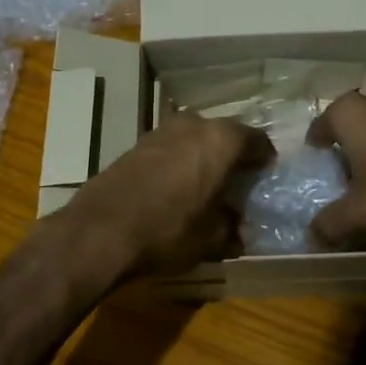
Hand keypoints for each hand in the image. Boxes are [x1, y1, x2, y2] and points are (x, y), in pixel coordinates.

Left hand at [58, 113, 273, 282]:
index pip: (256, 141)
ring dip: (203, 157)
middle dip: (233, 156)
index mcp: (221, 140)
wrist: (100, 231)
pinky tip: (176, 188)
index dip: (264, 160)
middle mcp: (194, 125)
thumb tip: (239, 231)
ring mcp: (161, 130)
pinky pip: (171, 148)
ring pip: (195, 138)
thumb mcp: (211, 239)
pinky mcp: (136, 144)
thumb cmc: (168, 231)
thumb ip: (232, 229)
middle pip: (224, 135)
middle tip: (238, 183)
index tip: (265, 178)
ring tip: (206, 186)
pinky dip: (179, 162)